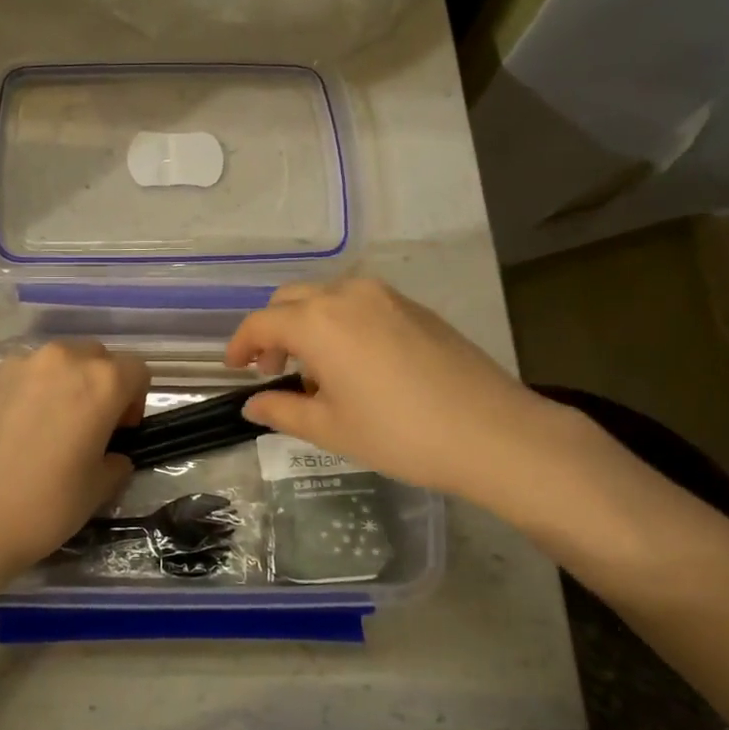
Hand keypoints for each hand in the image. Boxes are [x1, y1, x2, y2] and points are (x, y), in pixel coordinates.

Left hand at [0, 341, 148, 581]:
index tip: (119, 433)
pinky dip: (28, 393)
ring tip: (47, 426)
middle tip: (88, 426)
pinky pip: (20, 376)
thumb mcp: (98, 490)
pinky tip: (13, 432)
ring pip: (56, 362)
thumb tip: (112, 455)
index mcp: (100, 382)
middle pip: (96, 357)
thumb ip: (116, 461)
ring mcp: (18, 365)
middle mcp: (61, 360)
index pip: (137, 371)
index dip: (136, 401)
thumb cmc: (43, 506)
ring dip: (63, 384)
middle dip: (100, 385)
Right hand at [225, 278, 580, 513]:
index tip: (235, 368)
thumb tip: (252, 404)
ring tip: (317, 370)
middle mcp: (347, 295)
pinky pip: (359, 304)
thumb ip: (283, 410)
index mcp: (318, 322)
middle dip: (273, 330)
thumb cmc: (400, 434)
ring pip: (326, 297)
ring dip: (308, 324)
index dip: (240, 345)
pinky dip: (340, 323)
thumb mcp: (331, 429)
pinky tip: (356, 362)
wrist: (493, 432)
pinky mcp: (414, 306)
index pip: (261, 322)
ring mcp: (385, 296)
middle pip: (291, 300)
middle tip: (274, 369)